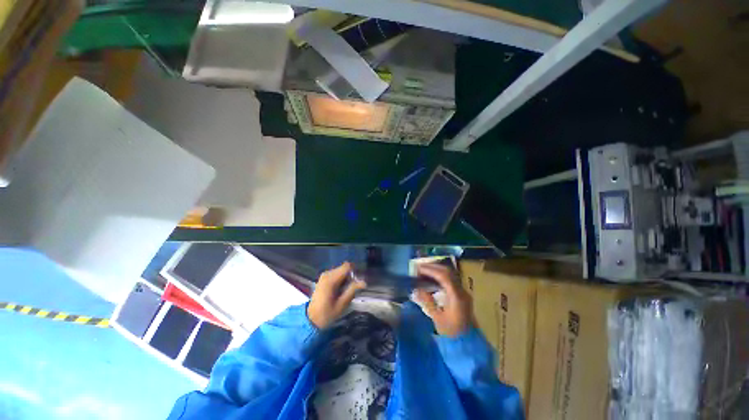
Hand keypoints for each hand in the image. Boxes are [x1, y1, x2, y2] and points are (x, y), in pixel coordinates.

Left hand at [307, 262, 366, 328]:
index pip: (347, 266)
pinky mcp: (323, 278)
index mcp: (331, 279)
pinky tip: (339, 290)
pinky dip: (340, 279)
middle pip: (344, 268)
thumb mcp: (342, 304)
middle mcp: (327, 274)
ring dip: (345, 278)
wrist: (311, 319)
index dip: (354, 271)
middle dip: (350, 276)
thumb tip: (364, 282)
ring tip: (345, 291)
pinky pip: (336, 274)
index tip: (357, 281)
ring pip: (340, 270)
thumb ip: (352, 290)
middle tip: (352, 288)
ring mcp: (324, 275)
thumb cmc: (327, 313)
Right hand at [414, 263, 473, 336]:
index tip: (419, 269)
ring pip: (450, 274)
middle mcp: (461, 291)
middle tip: (419, 267)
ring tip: (423, 271)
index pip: (444, 277)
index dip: (430, 270)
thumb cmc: (452, 333)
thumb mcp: (438, 319)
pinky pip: (450, 280)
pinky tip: (431, 279)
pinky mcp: (461, 294)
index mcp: (457, 297)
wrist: (468, 343)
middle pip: (448, 272)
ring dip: (436, 270)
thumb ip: (428, 302)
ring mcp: (463, 292)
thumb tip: (416, 289)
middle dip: (433, 267)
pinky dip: (440, 276)